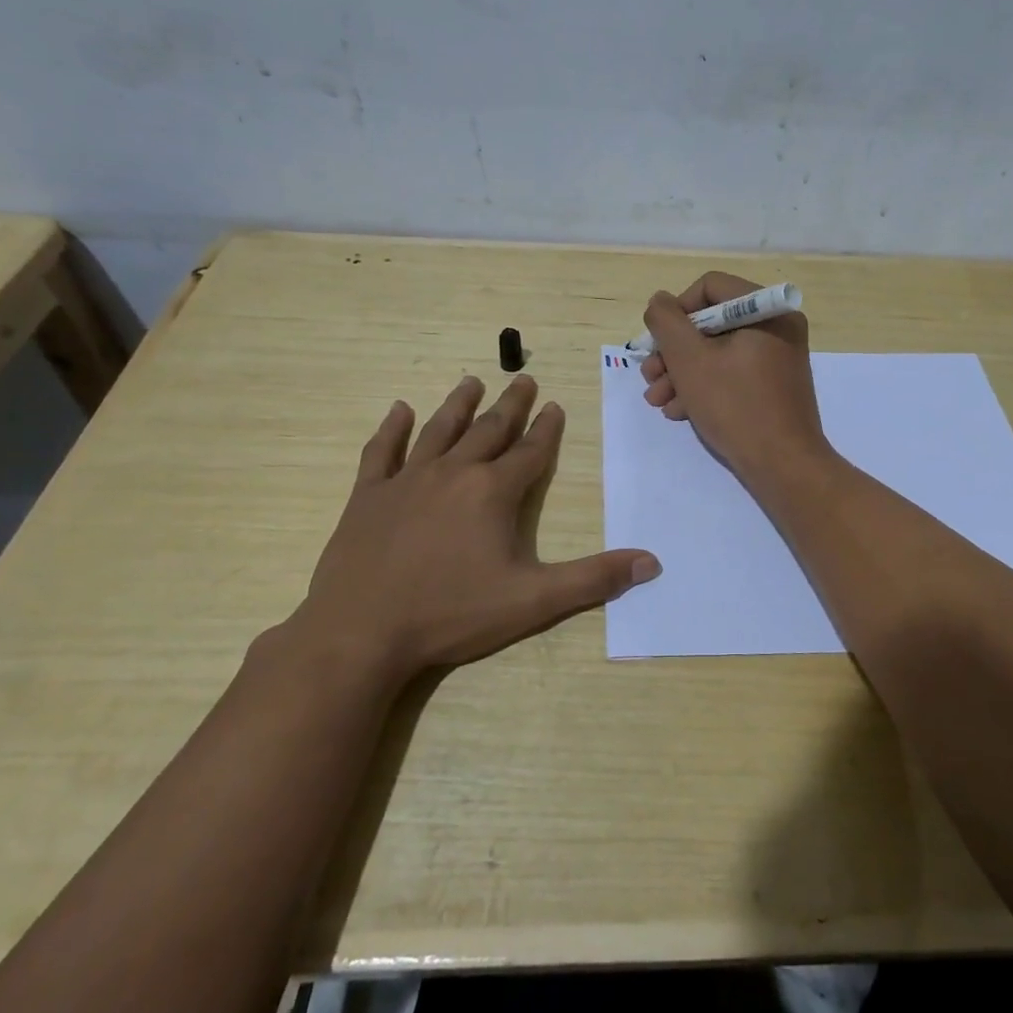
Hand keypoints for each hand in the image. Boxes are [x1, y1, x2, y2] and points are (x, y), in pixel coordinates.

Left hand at [293, 375, 659, 681]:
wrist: (361, 633)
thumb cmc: (451, 614)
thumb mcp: (532, 601)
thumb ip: (593, 579)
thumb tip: (651, 563)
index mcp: (493, 492)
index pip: (530, 452)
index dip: (546, 429)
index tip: (555, 405)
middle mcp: (453, 473)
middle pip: (488, 430)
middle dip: (510, 405)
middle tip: (522, 379)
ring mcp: (406, 481)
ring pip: (438, 430)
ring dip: (458, 405)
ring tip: (472, 380)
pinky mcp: (367, 496)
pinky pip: (381, 452)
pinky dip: (391, 429)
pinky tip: (398, 410)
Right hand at [639, 272, 829, 484]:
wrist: (783, 465)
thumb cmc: (735, 406)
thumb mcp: (689, 359)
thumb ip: (667, 322)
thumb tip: (659, 302)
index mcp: (766, 310)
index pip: (710, 287)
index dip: (676, 311)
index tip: (657, 342)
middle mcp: (777, 327)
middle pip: (711, 323)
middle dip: (673, 351)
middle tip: (650, 377)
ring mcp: (777, 358)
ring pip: (717, 352)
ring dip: (681, 373)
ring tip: (658, 401)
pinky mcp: (773, 386)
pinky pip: (732, 374)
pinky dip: (704, 387)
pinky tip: (679, 411)